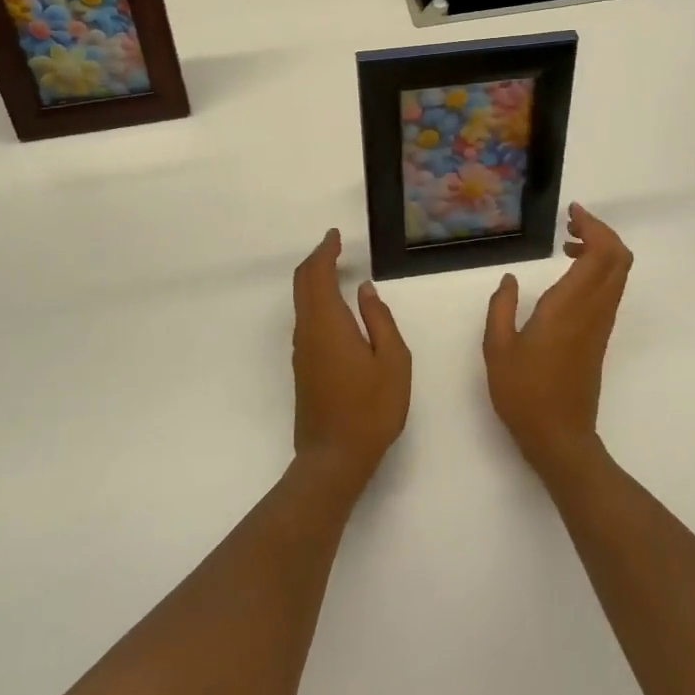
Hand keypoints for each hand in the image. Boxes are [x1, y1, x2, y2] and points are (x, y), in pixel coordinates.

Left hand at [291, 229, 411, 500]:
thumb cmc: (371, 409)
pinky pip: (306, 320)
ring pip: (301, 303)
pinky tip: (335, 308)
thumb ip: (380, 320)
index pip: (316, 275)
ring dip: (314, 280)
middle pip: (302, 284)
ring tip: (335, 269)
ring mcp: (302, 351)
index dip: (324, 251)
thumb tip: (365, 291)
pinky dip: (316, 301)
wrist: (334, 458)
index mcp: (328, 324)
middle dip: (316, 261)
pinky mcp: (303, 367)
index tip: (334, 236)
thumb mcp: (393, 361)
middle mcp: (308, 332)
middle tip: (334, 247)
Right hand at [484, 203, 633, 476]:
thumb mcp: (497, 349)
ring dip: (601, 250)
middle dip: (602, 232)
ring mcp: (600, 324)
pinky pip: (609, 290)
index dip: (593, 227)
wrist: (560, 437)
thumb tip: (509, 279)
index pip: (601, 255)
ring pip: (618, 274)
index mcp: (569, 307)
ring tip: (568, 243)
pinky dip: (598, 270)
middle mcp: (593, 310)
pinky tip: (568, 274)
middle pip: (619, 259)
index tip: (571, 213)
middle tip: (572, 223)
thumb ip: (500, 308)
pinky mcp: (600, 336)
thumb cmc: (524, 394)